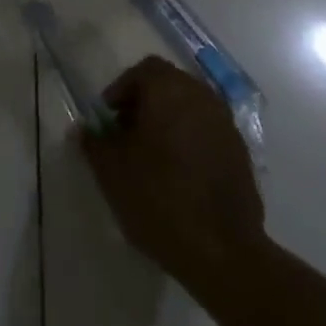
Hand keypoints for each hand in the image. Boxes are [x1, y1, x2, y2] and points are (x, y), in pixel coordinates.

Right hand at [78, 55, 264, 284]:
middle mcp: (201, 96)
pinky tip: (181, 177)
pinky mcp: (242, 156)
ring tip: (153, 159)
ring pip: (190, 110)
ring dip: (170, 124)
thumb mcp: (111, 171)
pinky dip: (191, 144)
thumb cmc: (159, 198)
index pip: (142, 71)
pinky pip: (208, 135)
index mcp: (169, 89)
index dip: (122, 90)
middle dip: (145, 105)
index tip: (109, 119)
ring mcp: (226, 125)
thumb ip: (93, 143)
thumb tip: (83, 130)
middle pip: (168, 86)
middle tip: (128, 136)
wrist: (224, 254)